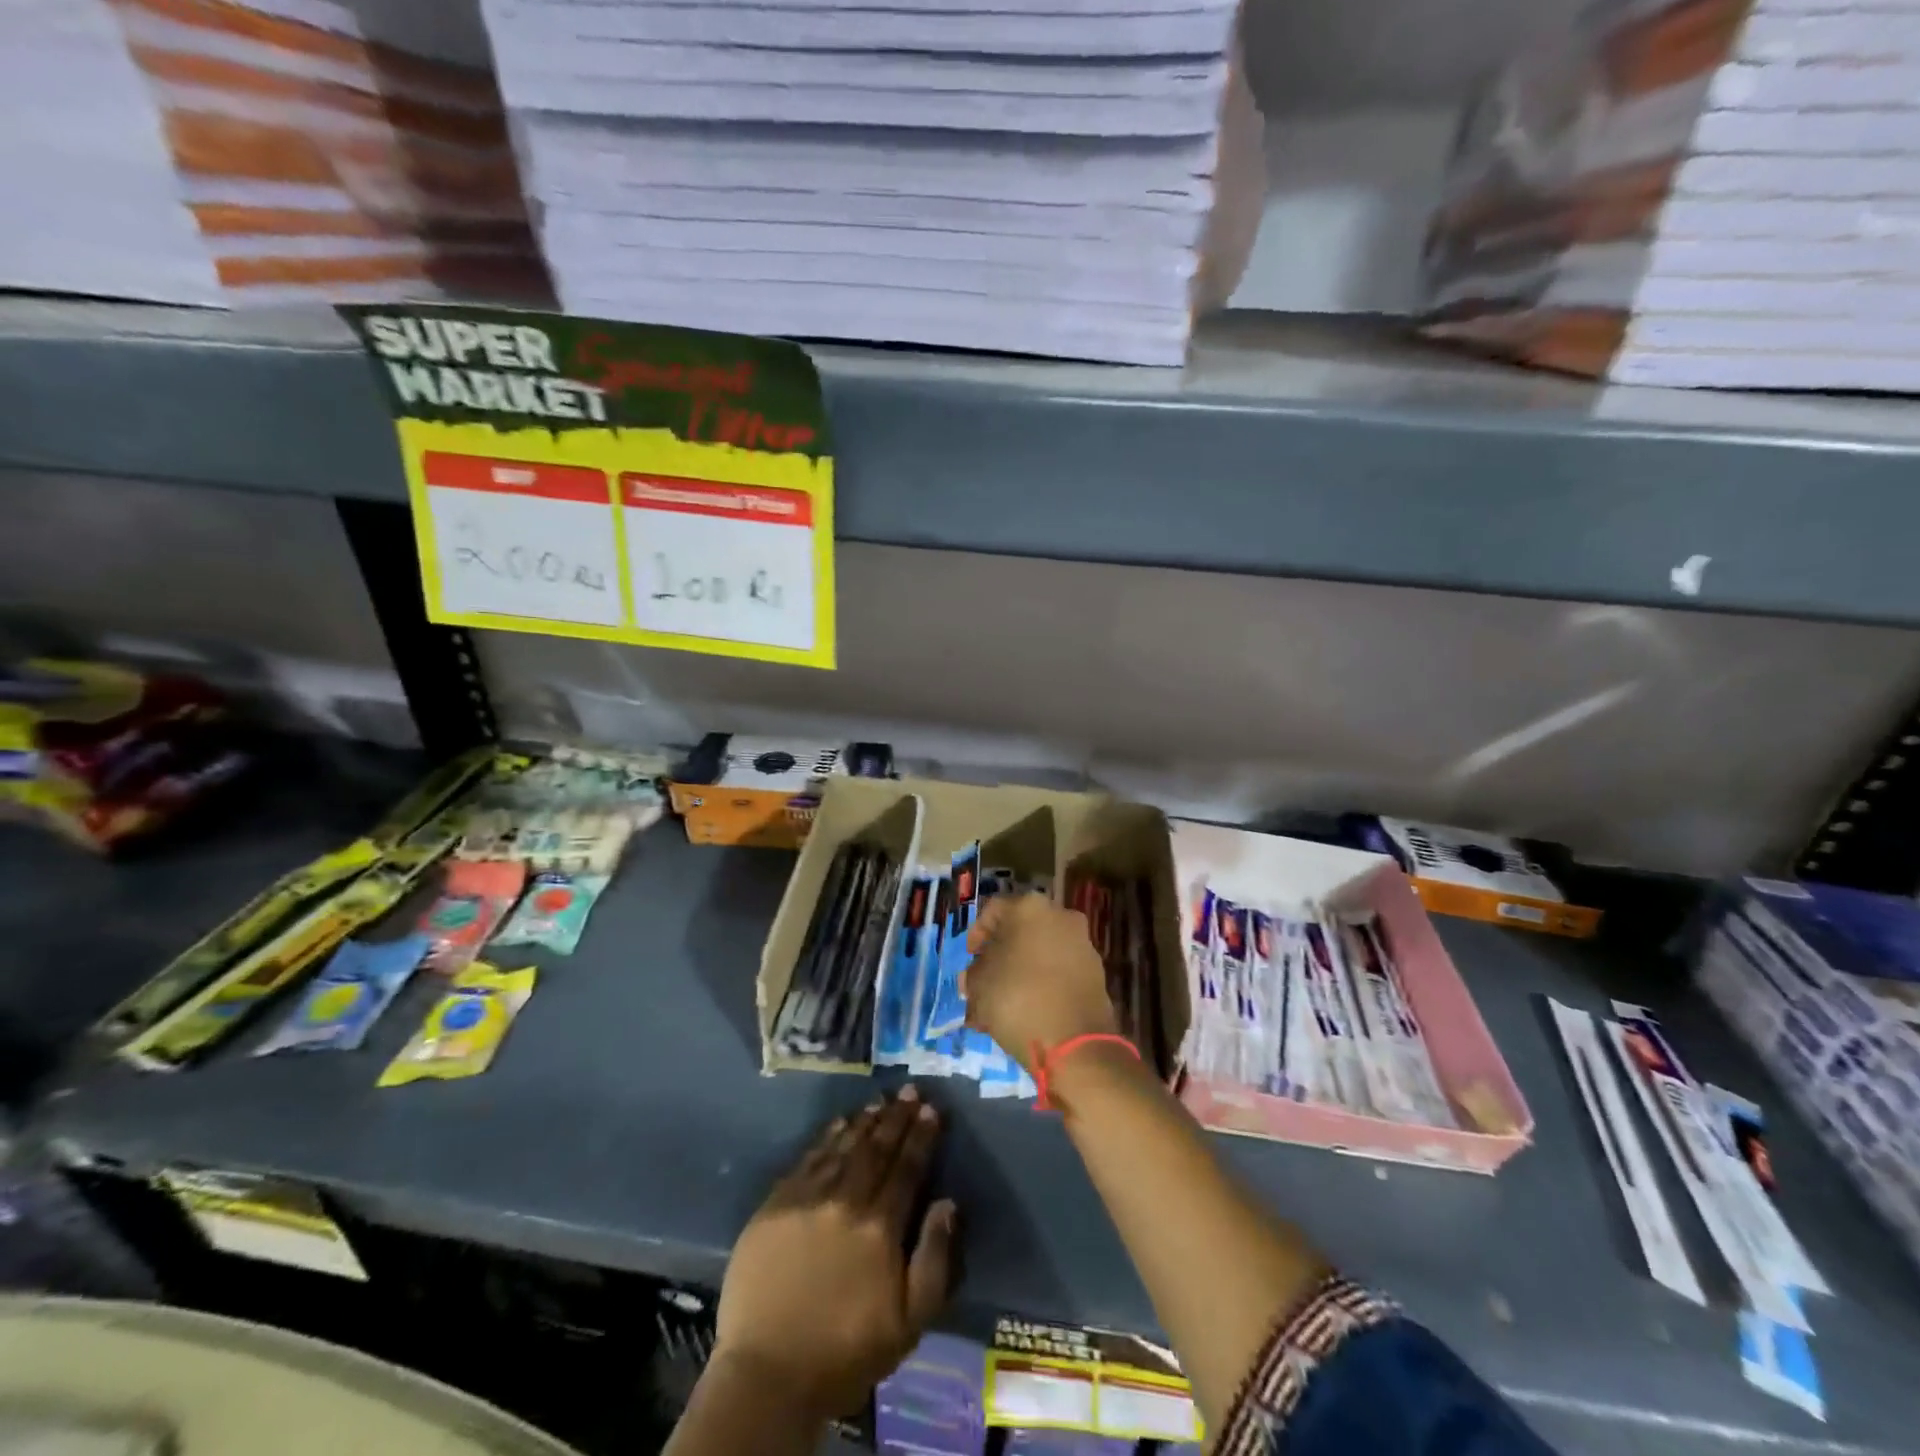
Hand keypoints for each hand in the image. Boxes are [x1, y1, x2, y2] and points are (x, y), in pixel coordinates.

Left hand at [714, 1087, 955, 1418]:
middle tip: (911, 1090)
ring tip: (881, 1101)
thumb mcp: (909, 1322)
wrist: (768, 1374)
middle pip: (877, 1148)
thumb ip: (934, 1258)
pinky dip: (827, 1136)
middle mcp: (845, 1200)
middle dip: (897, 1117)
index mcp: (880, 1227)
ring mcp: (807, 1198)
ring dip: (865, 1121)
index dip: (921, 1136)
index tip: (932, 1109)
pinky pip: (808, 1158)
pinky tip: (838, 1123)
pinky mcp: (775, 1203)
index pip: (907, 1168)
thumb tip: (947, 1202)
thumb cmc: (846, 1352)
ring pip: (843, 1146)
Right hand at [964, 893, 1117, 1072]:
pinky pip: (1059, 971)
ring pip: (1040, 953)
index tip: (969, 961)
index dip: (976, 936)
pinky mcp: (1096, 972)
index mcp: (1029, 907)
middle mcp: (1060, 916)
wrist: (1075, 1043)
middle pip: (1019, 932)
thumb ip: (973, 973)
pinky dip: (1042, 984)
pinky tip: (1027, 1012)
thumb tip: (977, 974)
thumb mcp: (979, 985)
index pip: (992, 911)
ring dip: (1020, 973)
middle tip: (984, 984)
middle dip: (999, 957)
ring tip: (1003, 1006)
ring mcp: (1082, 944)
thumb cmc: (1018, 999)